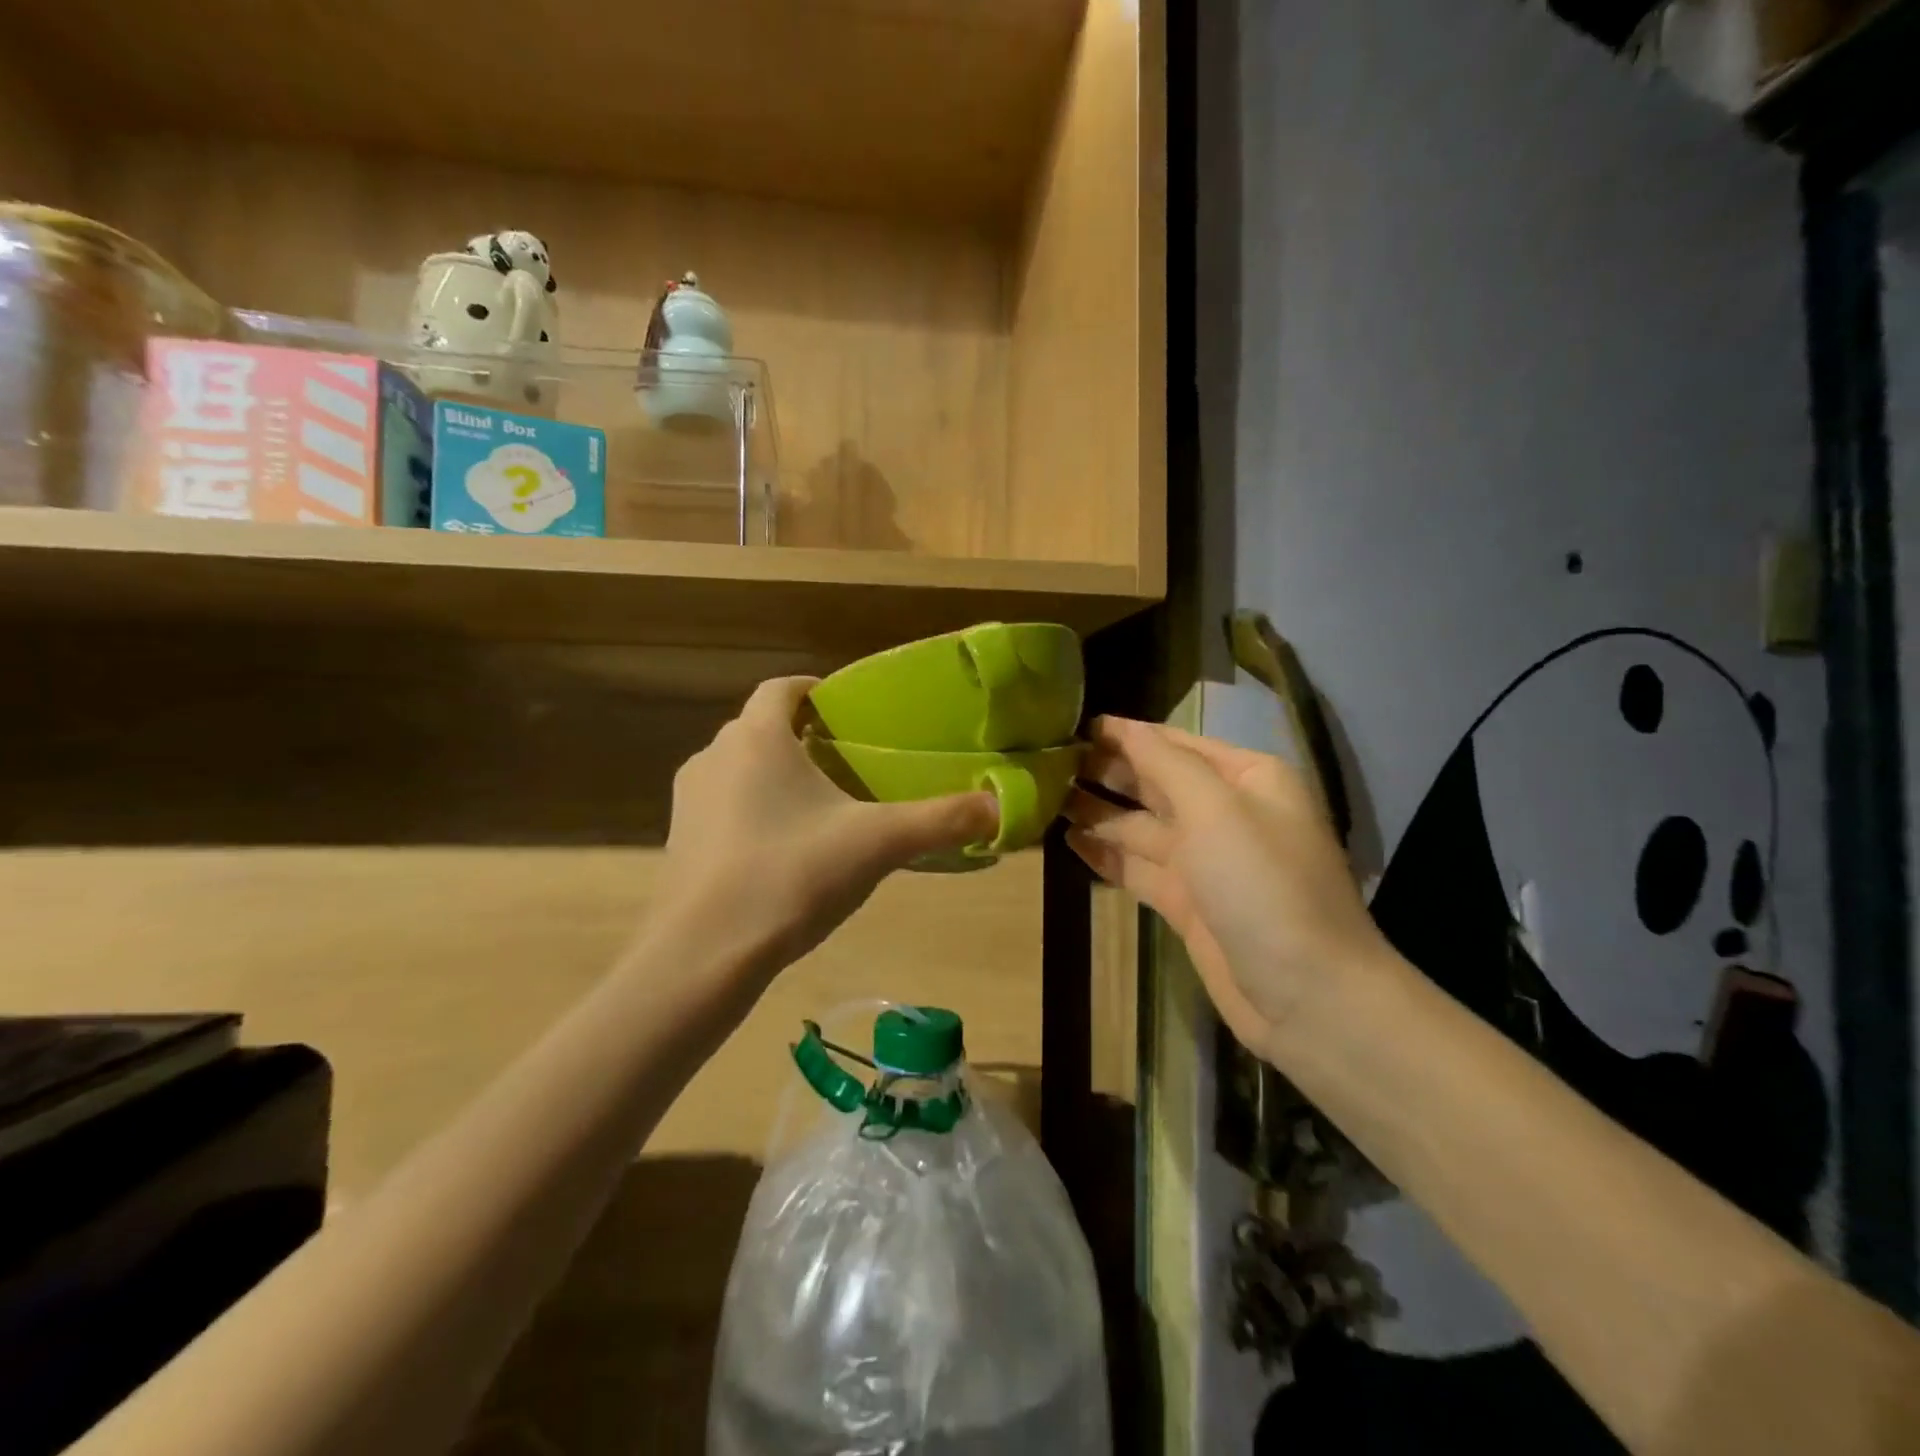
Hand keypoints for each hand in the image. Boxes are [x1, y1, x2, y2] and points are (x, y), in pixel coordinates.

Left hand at [659, 677, 999, 973]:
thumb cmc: (792, 875)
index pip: (782, 687)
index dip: (813, 690)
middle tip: (845, 764)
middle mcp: (714, 755)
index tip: (845, 709)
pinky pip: (722, 809)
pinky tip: (781, 854)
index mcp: (758, 737)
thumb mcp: (878, 844)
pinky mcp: (678, 841)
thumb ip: (941, 820)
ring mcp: (688, 800)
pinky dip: (750, 814)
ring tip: (817, 811)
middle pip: (761, 728)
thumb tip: (1002, 806)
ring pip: (739, 769)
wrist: (704, 953)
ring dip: (773, 777)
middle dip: (800, 738)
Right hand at [1064, 716, 1391, 1055]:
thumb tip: (1124, 728)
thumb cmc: (1264, 885)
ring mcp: (1204, 861)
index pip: (1174, 743)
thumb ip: (1165, 763)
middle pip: (1154, 782)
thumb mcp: (1216, 810)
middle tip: (1047, 762)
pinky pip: (1138, 869)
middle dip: (1106, 771)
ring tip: (1044, 798)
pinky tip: (1068, 842)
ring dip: (1097, 812)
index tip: (1071, 725)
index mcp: (1245, 778)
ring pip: (1140, 826)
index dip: (1124, 734)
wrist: (1308, 995)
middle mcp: (1225, 813)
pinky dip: (1106, 856)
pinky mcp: (1187, 903)